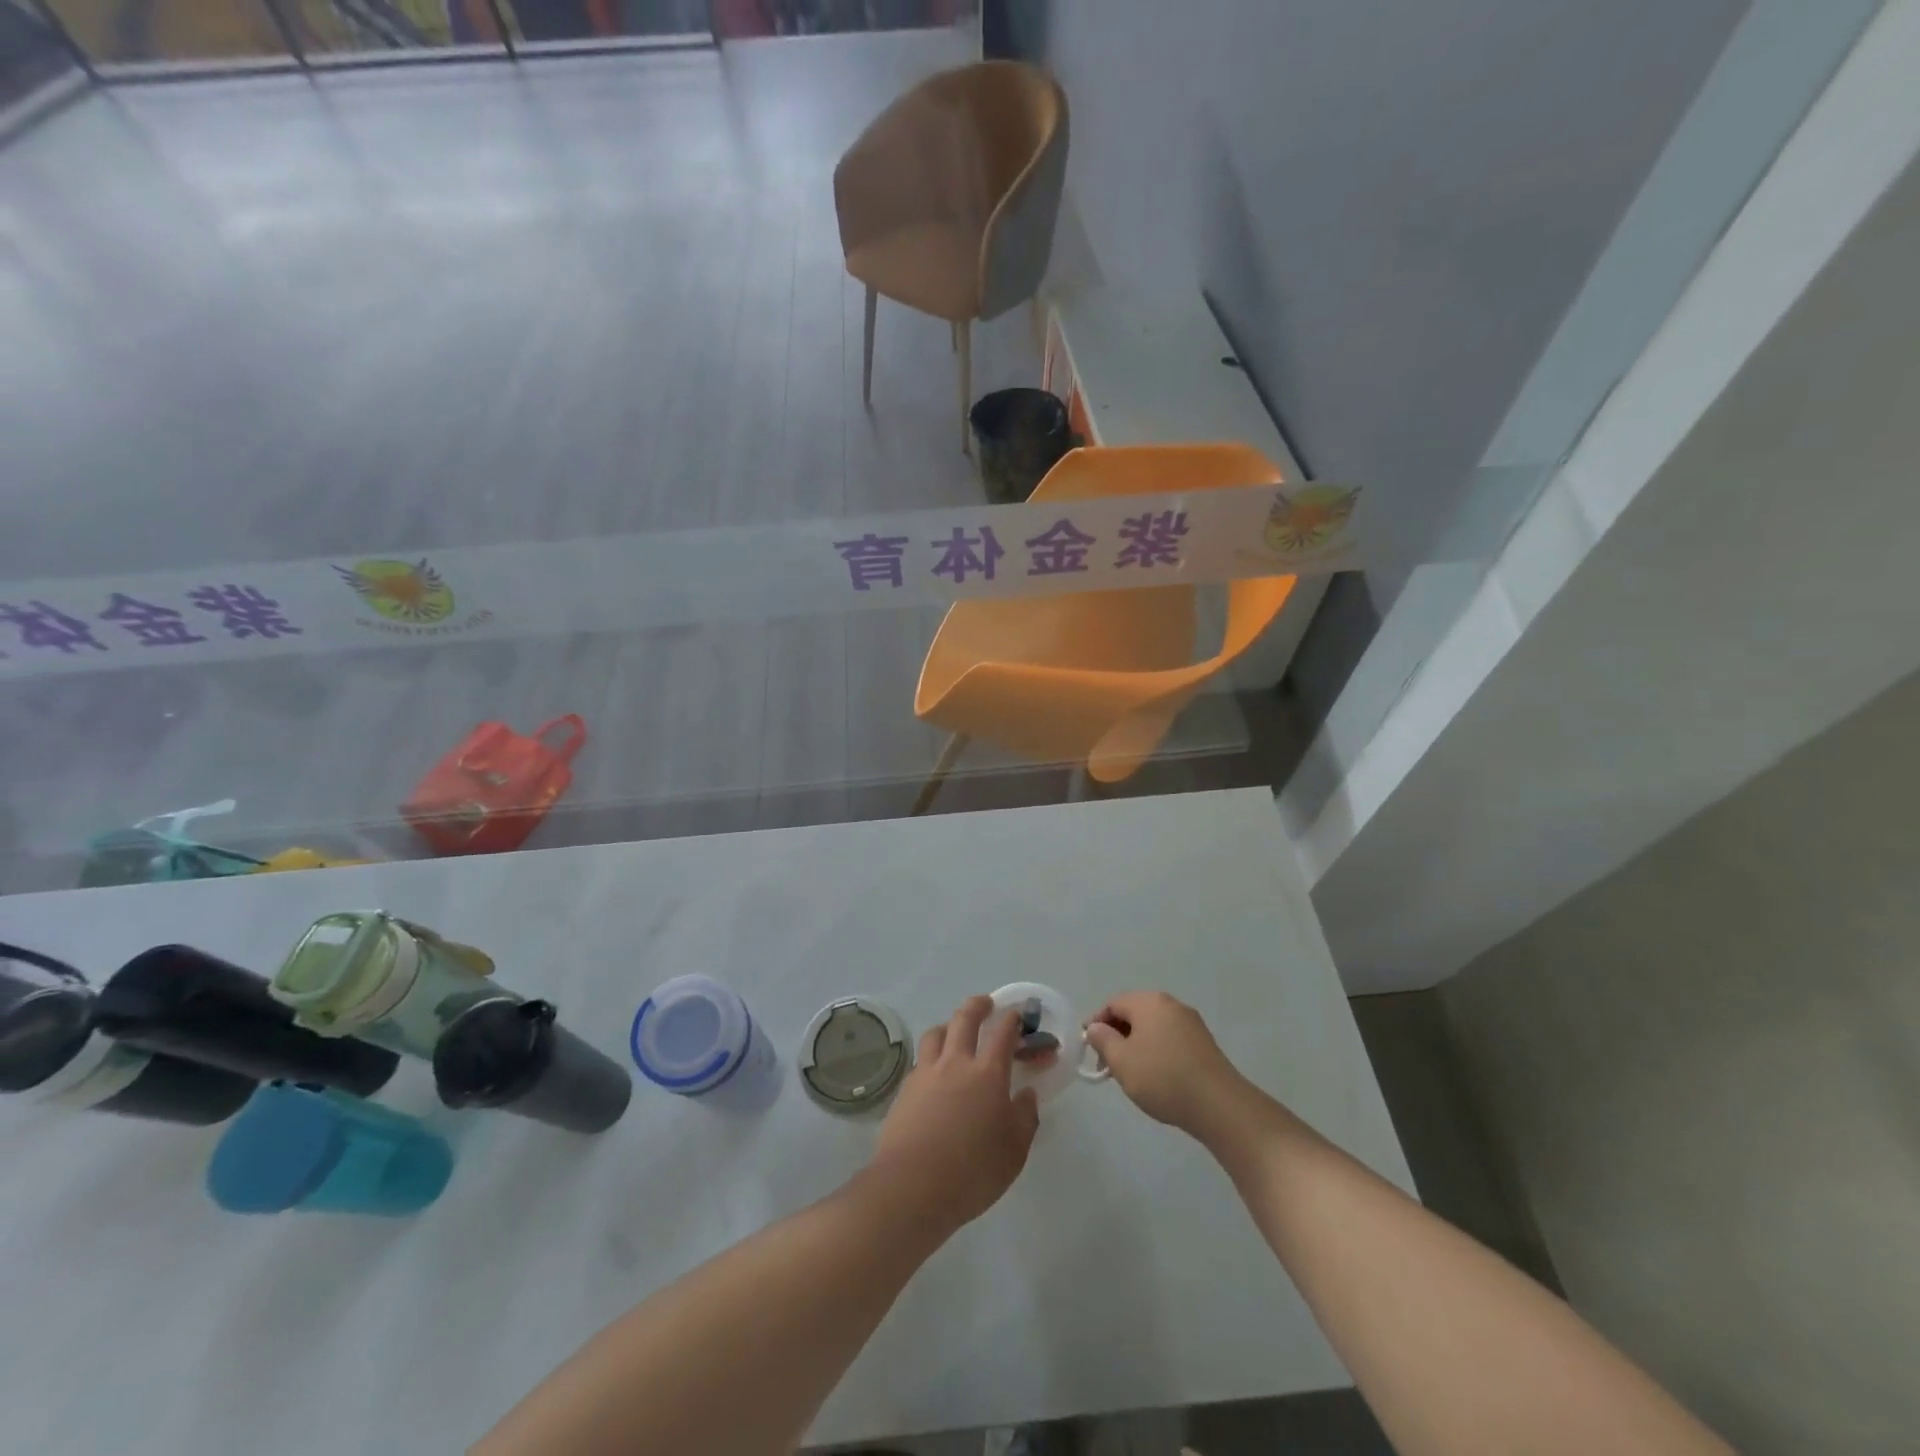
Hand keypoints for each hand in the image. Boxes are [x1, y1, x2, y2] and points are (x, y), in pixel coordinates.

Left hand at [870, 996, 1039, 1236]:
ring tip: (955, 1032)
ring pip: (937, 1033)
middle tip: (986, 1004)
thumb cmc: (972, 1171)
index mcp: (988, 1073)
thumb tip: (1027, 1094)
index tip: (1017, 1015)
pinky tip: (934, 1072)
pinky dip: (932, 1055)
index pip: (1003, 1033)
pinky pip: (921, 1059)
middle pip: (965, 1018)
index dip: (1012, 1019)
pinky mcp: (905, 1089)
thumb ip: (1024, 1118)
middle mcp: (956, 1062)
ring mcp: (926, 1073)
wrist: (912, 1186)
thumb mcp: (1014, 1151)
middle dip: (978, 1005)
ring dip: (950, 1026)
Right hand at [1084, 991, 1245, 1134]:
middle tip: (1107, 1065)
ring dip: (1136, 1045)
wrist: (1219, 1105)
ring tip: (1131, 1074)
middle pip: (1134, 1013)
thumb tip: (1096, 1027)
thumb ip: (1103, 1040)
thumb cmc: (1163, 1078)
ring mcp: (1190, 1022)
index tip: (1089, 1050)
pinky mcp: (1203, 1043)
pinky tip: (1156, 1076)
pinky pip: (1170, 1039)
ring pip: (1152, 1027)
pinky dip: (1156, 1051)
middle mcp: (1171, 1004)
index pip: (1112, 1004)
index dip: (1096, 1023)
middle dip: (1116, 1035)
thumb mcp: (1122, 1061)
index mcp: (1149, 1002)